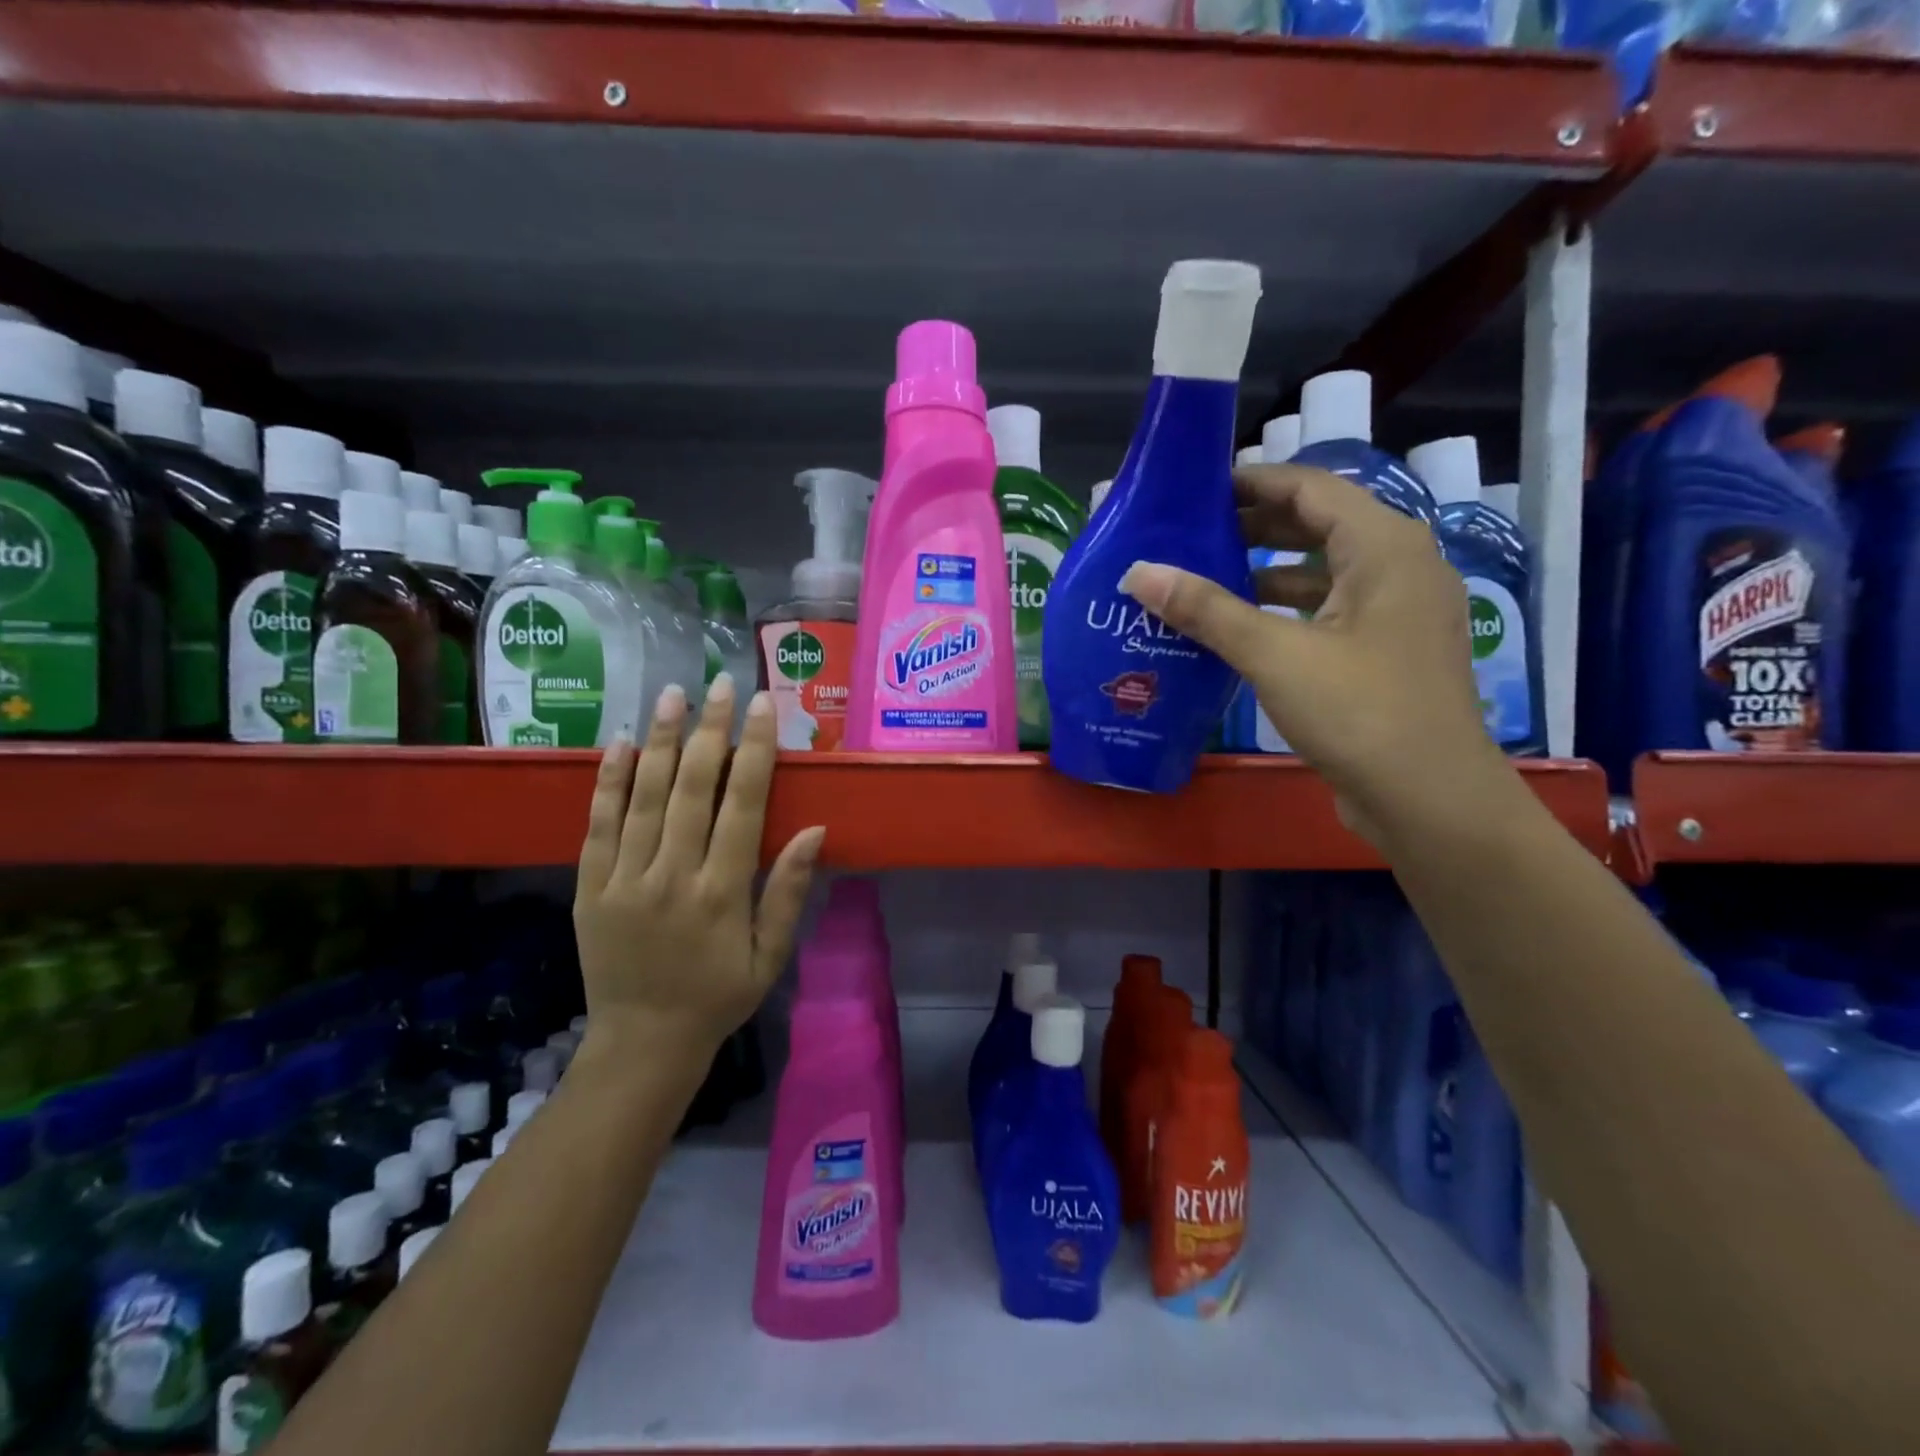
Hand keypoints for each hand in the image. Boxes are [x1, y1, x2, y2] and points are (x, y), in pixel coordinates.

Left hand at [573, 674, 825, 1073]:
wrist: (642, 1043)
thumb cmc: (719, 997)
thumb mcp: (770, 955)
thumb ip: (788, 891)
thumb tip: (814, 830)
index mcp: (722, 893)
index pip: (743, 805)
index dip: (754, 751)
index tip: (762, 706)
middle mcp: (671, 877)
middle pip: (691, 788)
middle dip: (708, 730)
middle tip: (718, 683)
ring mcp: (624, 880)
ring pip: (643, 797)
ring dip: (658, 740)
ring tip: (671, 694)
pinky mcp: (589, 888)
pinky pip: (597, 826)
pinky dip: (608, 782)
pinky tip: (618, 743)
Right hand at [1118, 463, 1516, 843]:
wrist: (1429, 799)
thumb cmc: (1359, 712)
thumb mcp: (1274, 655)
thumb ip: (1206, 609)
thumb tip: (1140, 571)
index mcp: (1384, 546)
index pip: (1311, 488)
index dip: (1253, 482)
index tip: (1196, 490)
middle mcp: (1400, 566)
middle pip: (1319, 524)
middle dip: (1254, 526)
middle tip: (1190, 534)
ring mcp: (1399, 611)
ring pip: (1325, 570)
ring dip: (1267, 569)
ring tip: (1205, 577)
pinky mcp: (1389, 650)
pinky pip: (1331, 609)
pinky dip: (1287, 608)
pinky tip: (1242, 627)